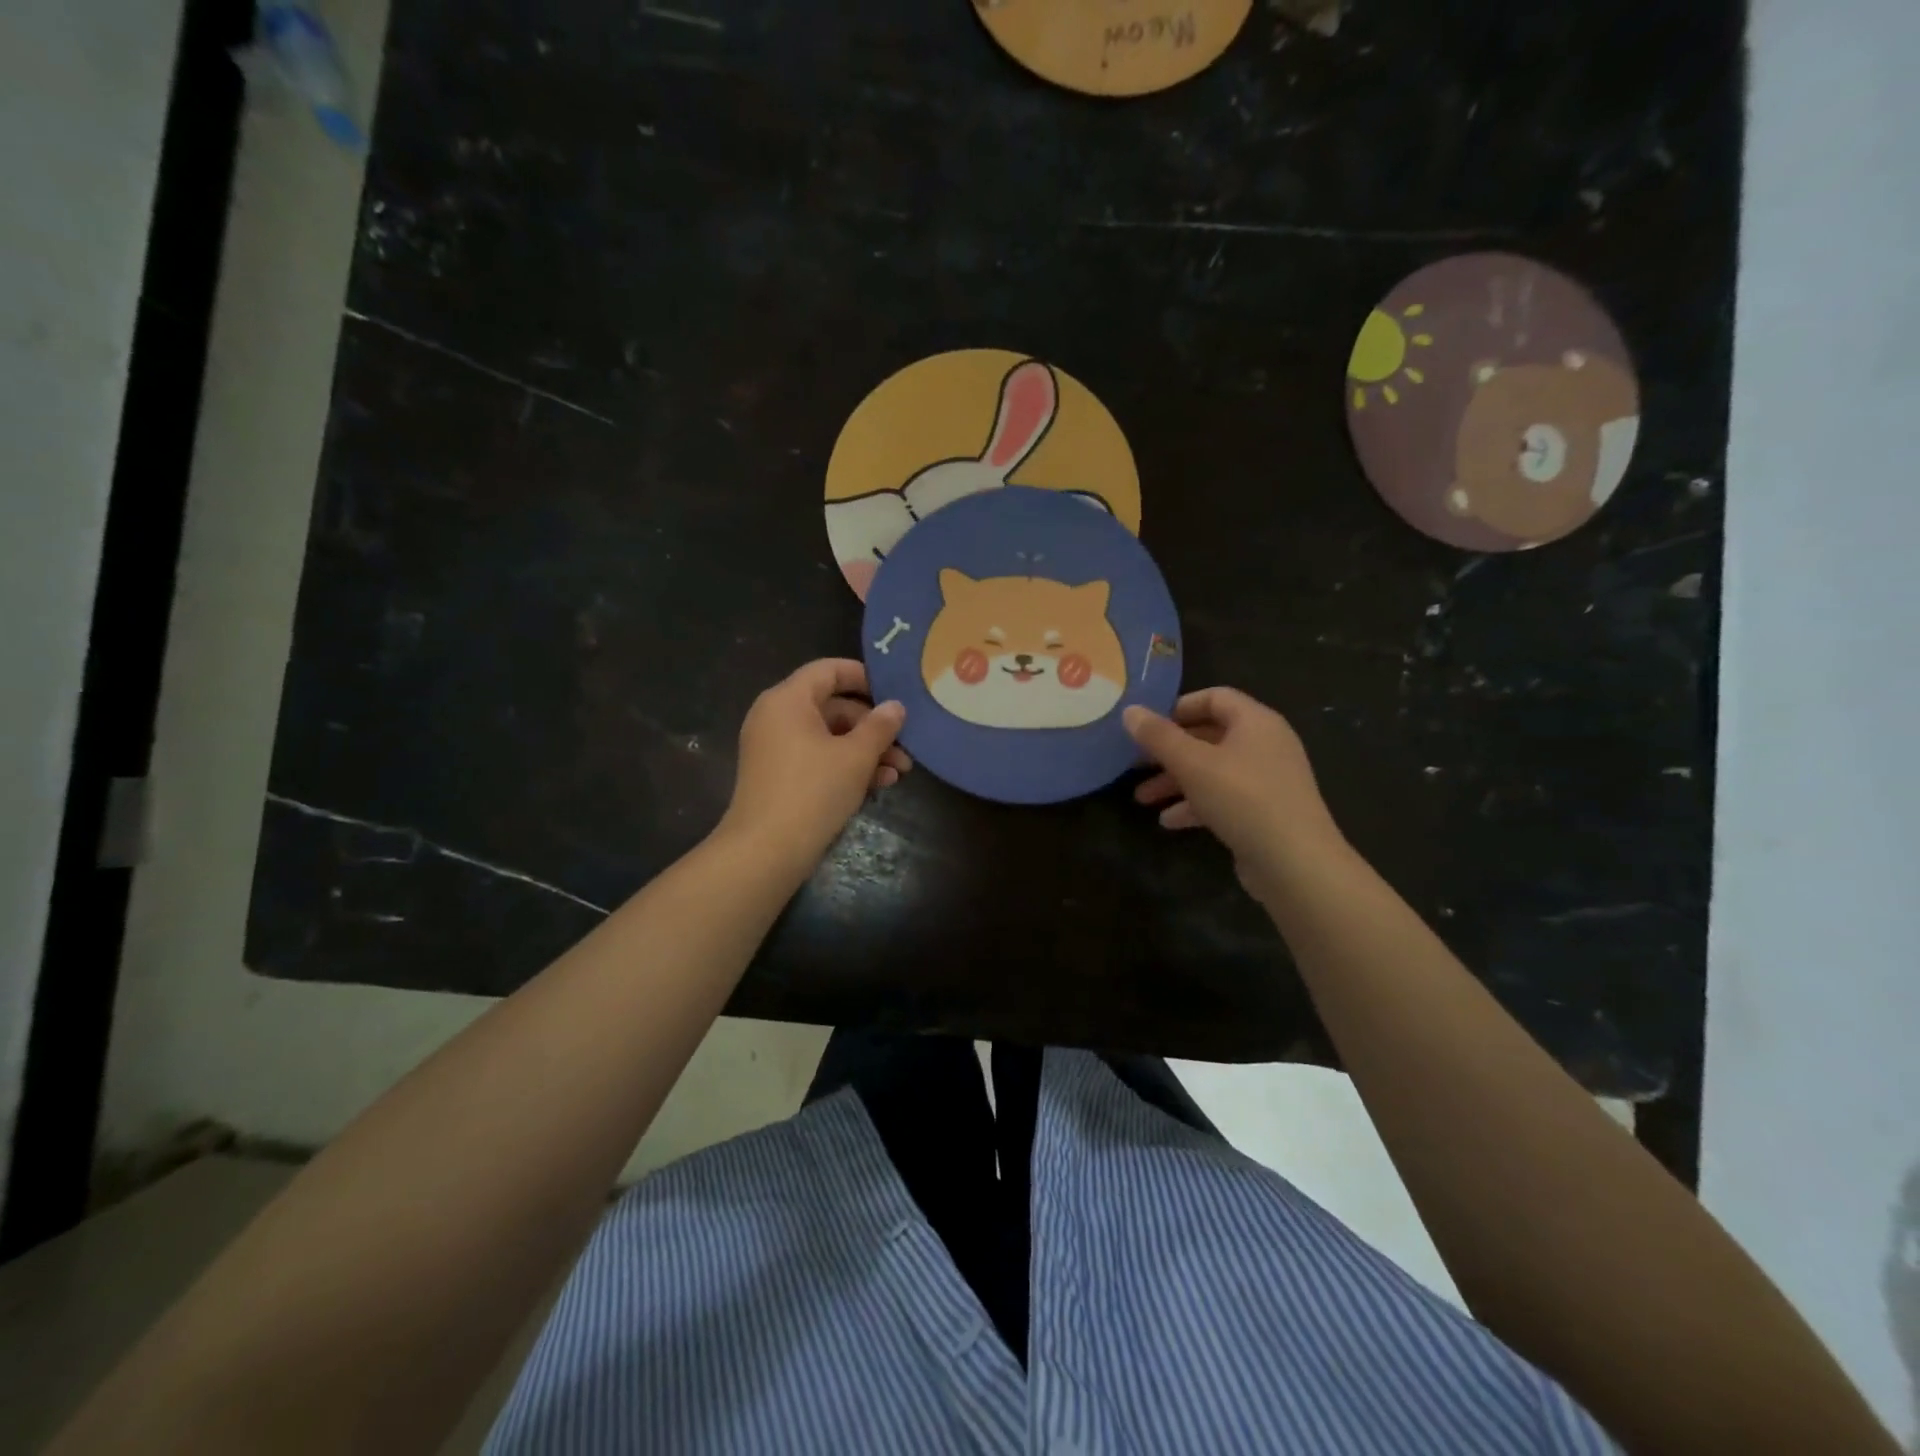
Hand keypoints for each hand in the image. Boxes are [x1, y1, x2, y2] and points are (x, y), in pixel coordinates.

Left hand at [717, 659, 910, 876]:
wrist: (766, 851)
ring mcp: (775, 748)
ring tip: (899, 771)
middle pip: (832, 706)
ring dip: (865, 750)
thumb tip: (895, 707)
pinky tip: (878, 785)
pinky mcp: (779, 776)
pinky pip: (817, 758)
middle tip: (905, 744)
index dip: (864, 676)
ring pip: (829, 736)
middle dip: (872, 726)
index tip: (895, 692)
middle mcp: (776, 717)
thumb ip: (880, 726)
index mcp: (788, 700)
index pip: (828, 670)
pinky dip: (845, 766)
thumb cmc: (813, 791)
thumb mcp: (856, 757)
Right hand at [1124, 688, 1344, 899]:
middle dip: (1169, 751)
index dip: (1178, 707)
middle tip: (1136, 764)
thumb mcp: (1192, 764)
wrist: (1295, 863)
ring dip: (1176, 781)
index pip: (1214, 697)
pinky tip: (1169, 822)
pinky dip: (1196, 804)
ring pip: (1212, 770)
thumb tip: (1130, 710)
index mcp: (1256, 722)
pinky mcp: (1265, 811)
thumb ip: (1159, 736)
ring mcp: (1267, 779)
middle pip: (1209, 736)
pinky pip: (1224, 797)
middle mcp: (1265, 744)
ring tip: (1143, 799)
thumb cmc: (1243, 799)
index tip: (1147, 726)